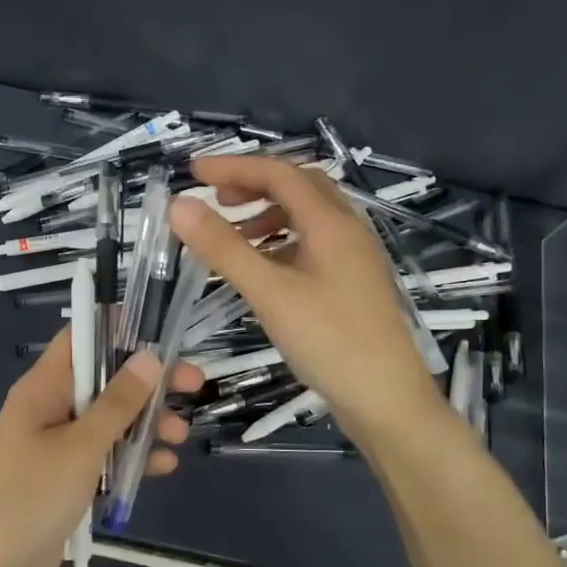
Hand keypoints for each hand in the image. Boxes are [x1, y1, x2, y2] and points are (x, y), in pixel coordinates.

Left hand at [0, 329, 201, 566]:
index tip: (162, 336)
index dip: (118, 329)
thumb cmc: (31, 498)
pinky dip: (130, 457)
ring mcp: (56, 446)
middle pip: (103, 380)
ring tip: (179, 437)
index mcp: (41, 390)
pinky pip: (104, 456)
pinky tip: (162, 466)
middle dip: (147, 384)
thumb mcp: (80, 447)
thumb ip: (117, 403)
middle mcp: (48, 410)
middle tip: (193, 385)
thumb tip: (149, 356)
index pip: (80, 339)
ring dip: (145, 424)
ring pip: (109, 420)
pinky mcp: (66, 478)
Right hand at [169, 155, 440, 442]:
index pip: (279, 173)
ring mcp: (353, 258)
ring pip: (307, 217)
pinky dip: (281, 243)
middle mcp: (347, 230)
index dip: (234, 167)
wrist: (386, 399)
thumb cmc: (329, 341)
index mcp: (330, 223)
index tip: (193, 172)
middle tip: (216, 200)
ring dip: (267, 215)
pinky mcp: (352, 284)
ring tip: (232, 236)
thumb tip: (180, 204)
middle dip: (254, 185)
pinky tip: (263, 269)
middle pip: (299, 187)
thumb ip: (223, 248)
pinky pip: (313, 246)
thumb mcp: (269, 292)